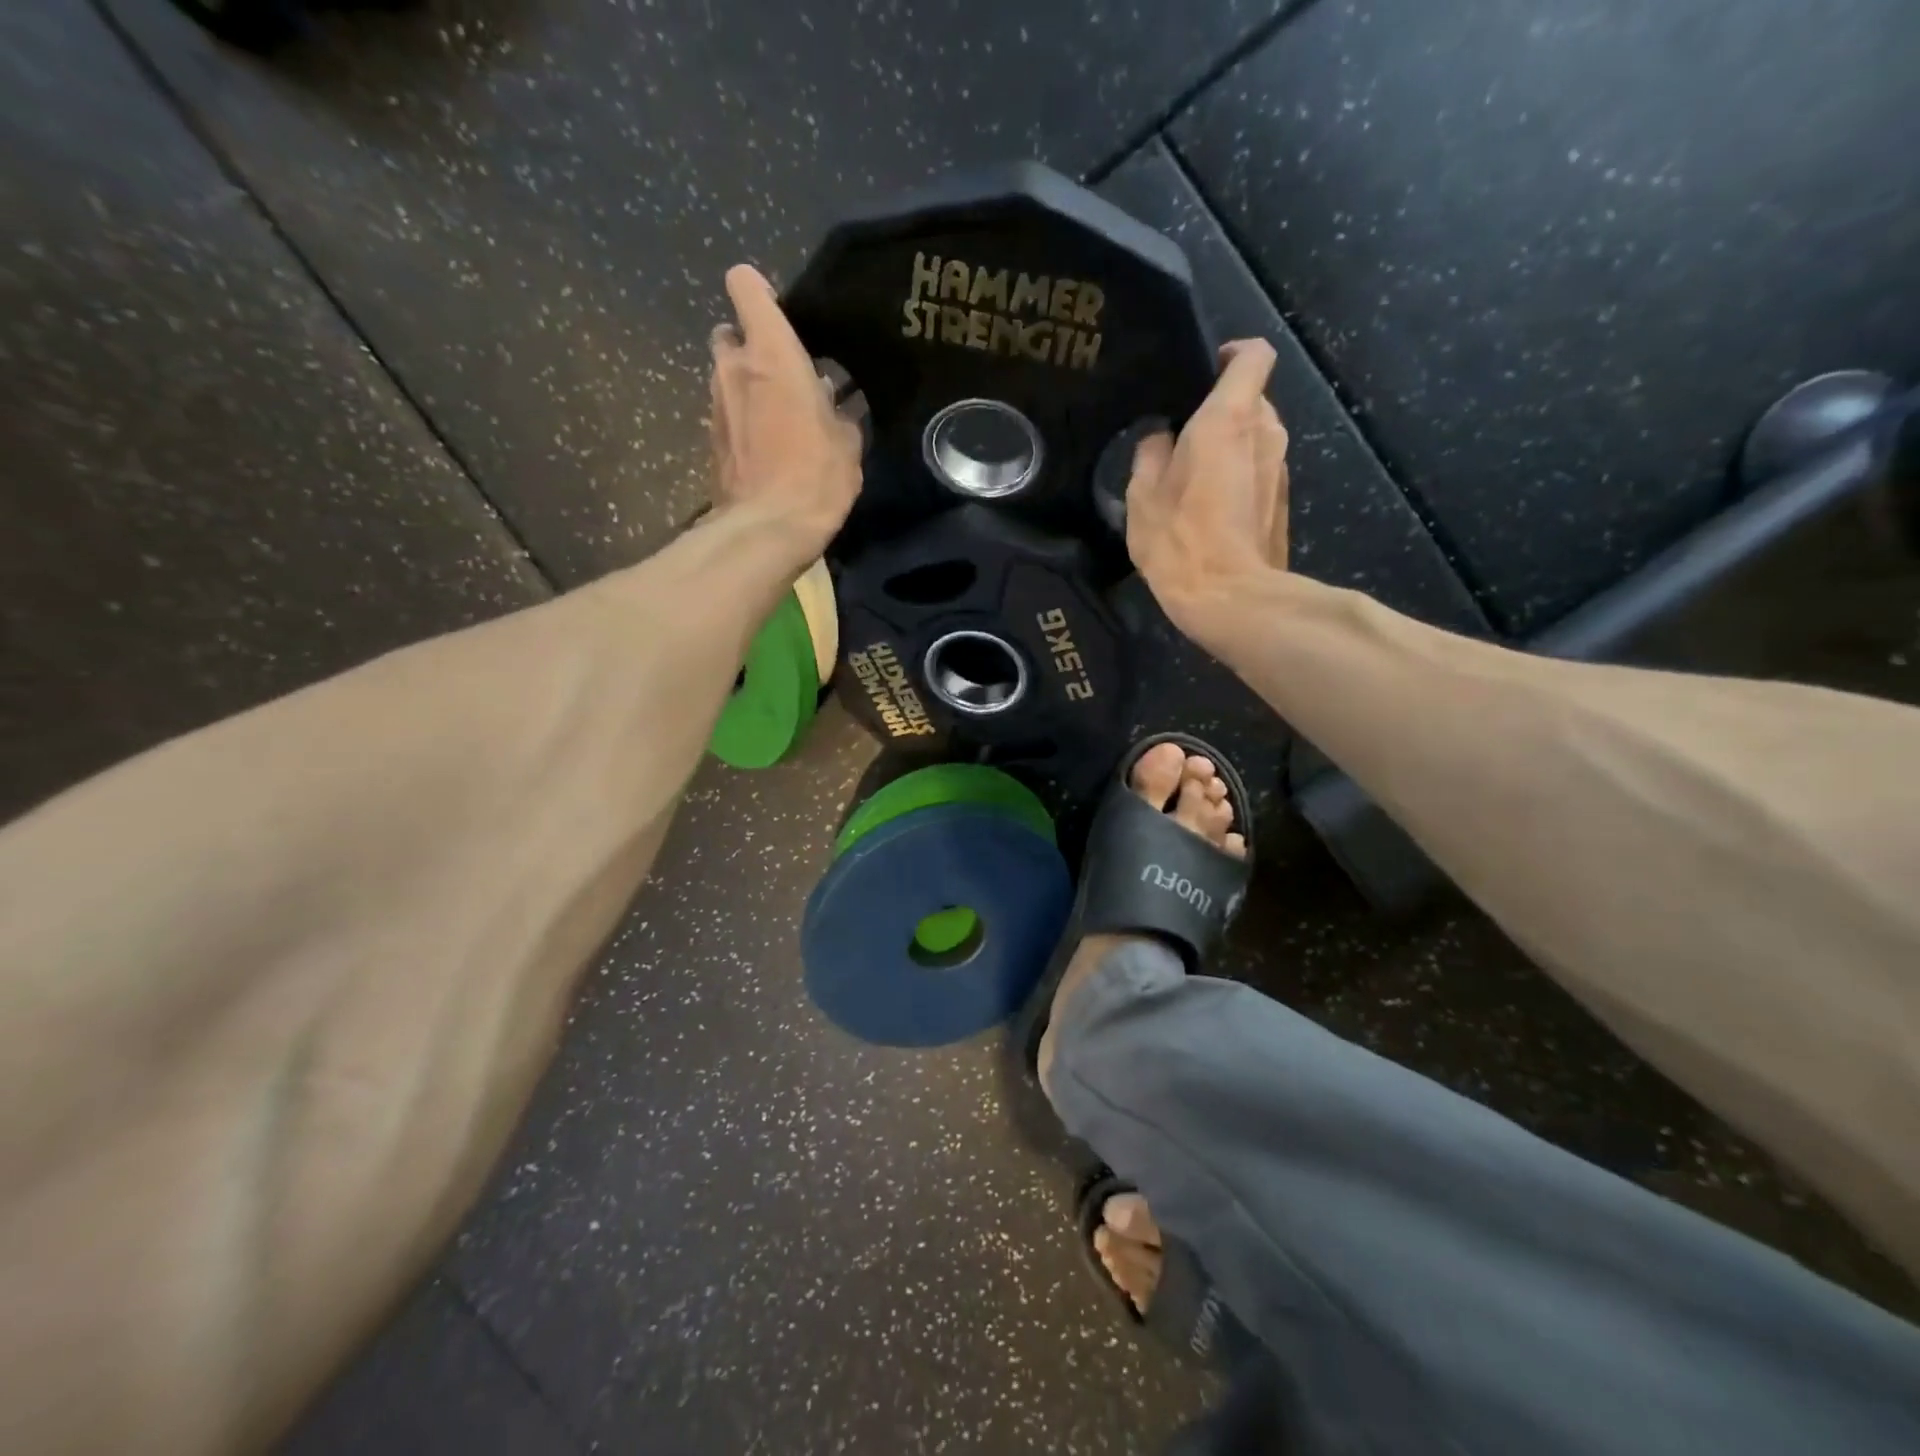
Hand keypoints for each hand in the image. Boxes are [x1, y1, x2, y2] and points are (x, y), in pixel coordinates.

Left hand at [708, 264, 862, 558]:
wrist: (766, 530)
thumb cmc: (814, 476)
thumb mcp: (847, 442)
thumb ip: (839, 411)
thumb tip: (836, 404)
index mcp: (770, 354)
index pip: (745, 286)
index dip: (760, 291)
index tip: (782, 314)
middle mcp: (733, 368)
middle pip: (731, 333)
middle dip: (751, 347)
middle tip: (783, 375)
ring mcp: (715, 404)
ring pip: (726, 376)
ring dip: (748, 387)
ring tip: (781, 418)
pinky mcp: (710, 439)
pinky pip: (727, 413)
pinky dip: (743, 420)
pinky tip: (769, 448)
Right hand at [1126, 339, 1288, 643]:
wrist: (1231, 600)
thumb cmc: (1181, 541)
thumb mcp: (1142, 496)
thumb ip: (1150, 454)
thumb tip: (1160, 438)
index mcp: (1230, 419)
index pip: (1254, 356)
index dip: (1232, 354)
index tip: (1205, 370)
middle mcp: (1266, 433)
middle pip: (1251, 400)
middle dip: (1220, 412)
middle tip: (1181, 441)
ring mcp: (1281, 469)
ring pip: (1256, 439)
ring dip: (1229, 448)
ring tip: (1192, 479)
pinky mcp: (1284, 502)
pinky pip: (1259, 471)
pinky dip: (1238, 477)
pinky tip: (1210, 510)